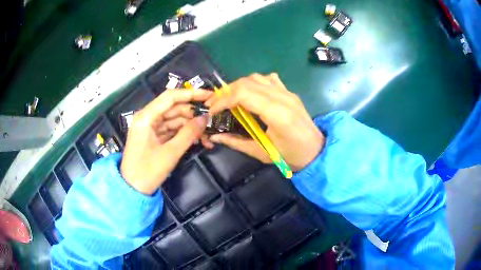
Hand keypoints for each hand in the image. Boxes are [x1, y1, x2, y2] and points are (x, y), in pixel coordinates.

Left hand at [121, 89, 211, 194]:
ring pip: (174, 120)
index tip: (210, 95)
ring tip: (207, 136)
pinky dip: (183, 134)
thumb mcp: (170, 153)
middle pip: (174, 108)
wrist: (132, 190)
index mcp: (146, 117)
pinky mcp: (153, 137)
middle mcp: (147, 118)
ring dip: (191, 126)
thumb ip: (189, 134)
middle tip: (212, 121)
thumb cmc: (147, 171)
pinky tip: (197, 140)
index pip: (171, 97)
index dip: (192, 94)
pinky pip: (171, 130)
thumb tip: (205, 118)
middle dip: (193, 115)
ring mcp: (150, 127)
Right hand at [204, 73, 324, 171]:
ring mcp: (287, 92)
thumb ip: (236, 142)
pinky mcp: (289, 92)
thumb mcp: (262, 153)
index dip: (223, 100)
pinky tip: (251, 94)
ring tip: (230, 99)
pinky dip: (254, 82)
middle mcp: (282, 97)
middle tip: (215, 105)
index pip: (243, 94)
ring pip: (256, 77)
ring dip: (239, 85)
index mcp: (277, 114)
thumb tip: (214, 137)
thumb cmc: (291, 156)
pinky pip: (268, 79)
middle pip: (247, 82)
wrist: (316, 151)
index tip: (211, 110)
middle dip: (226, 92)